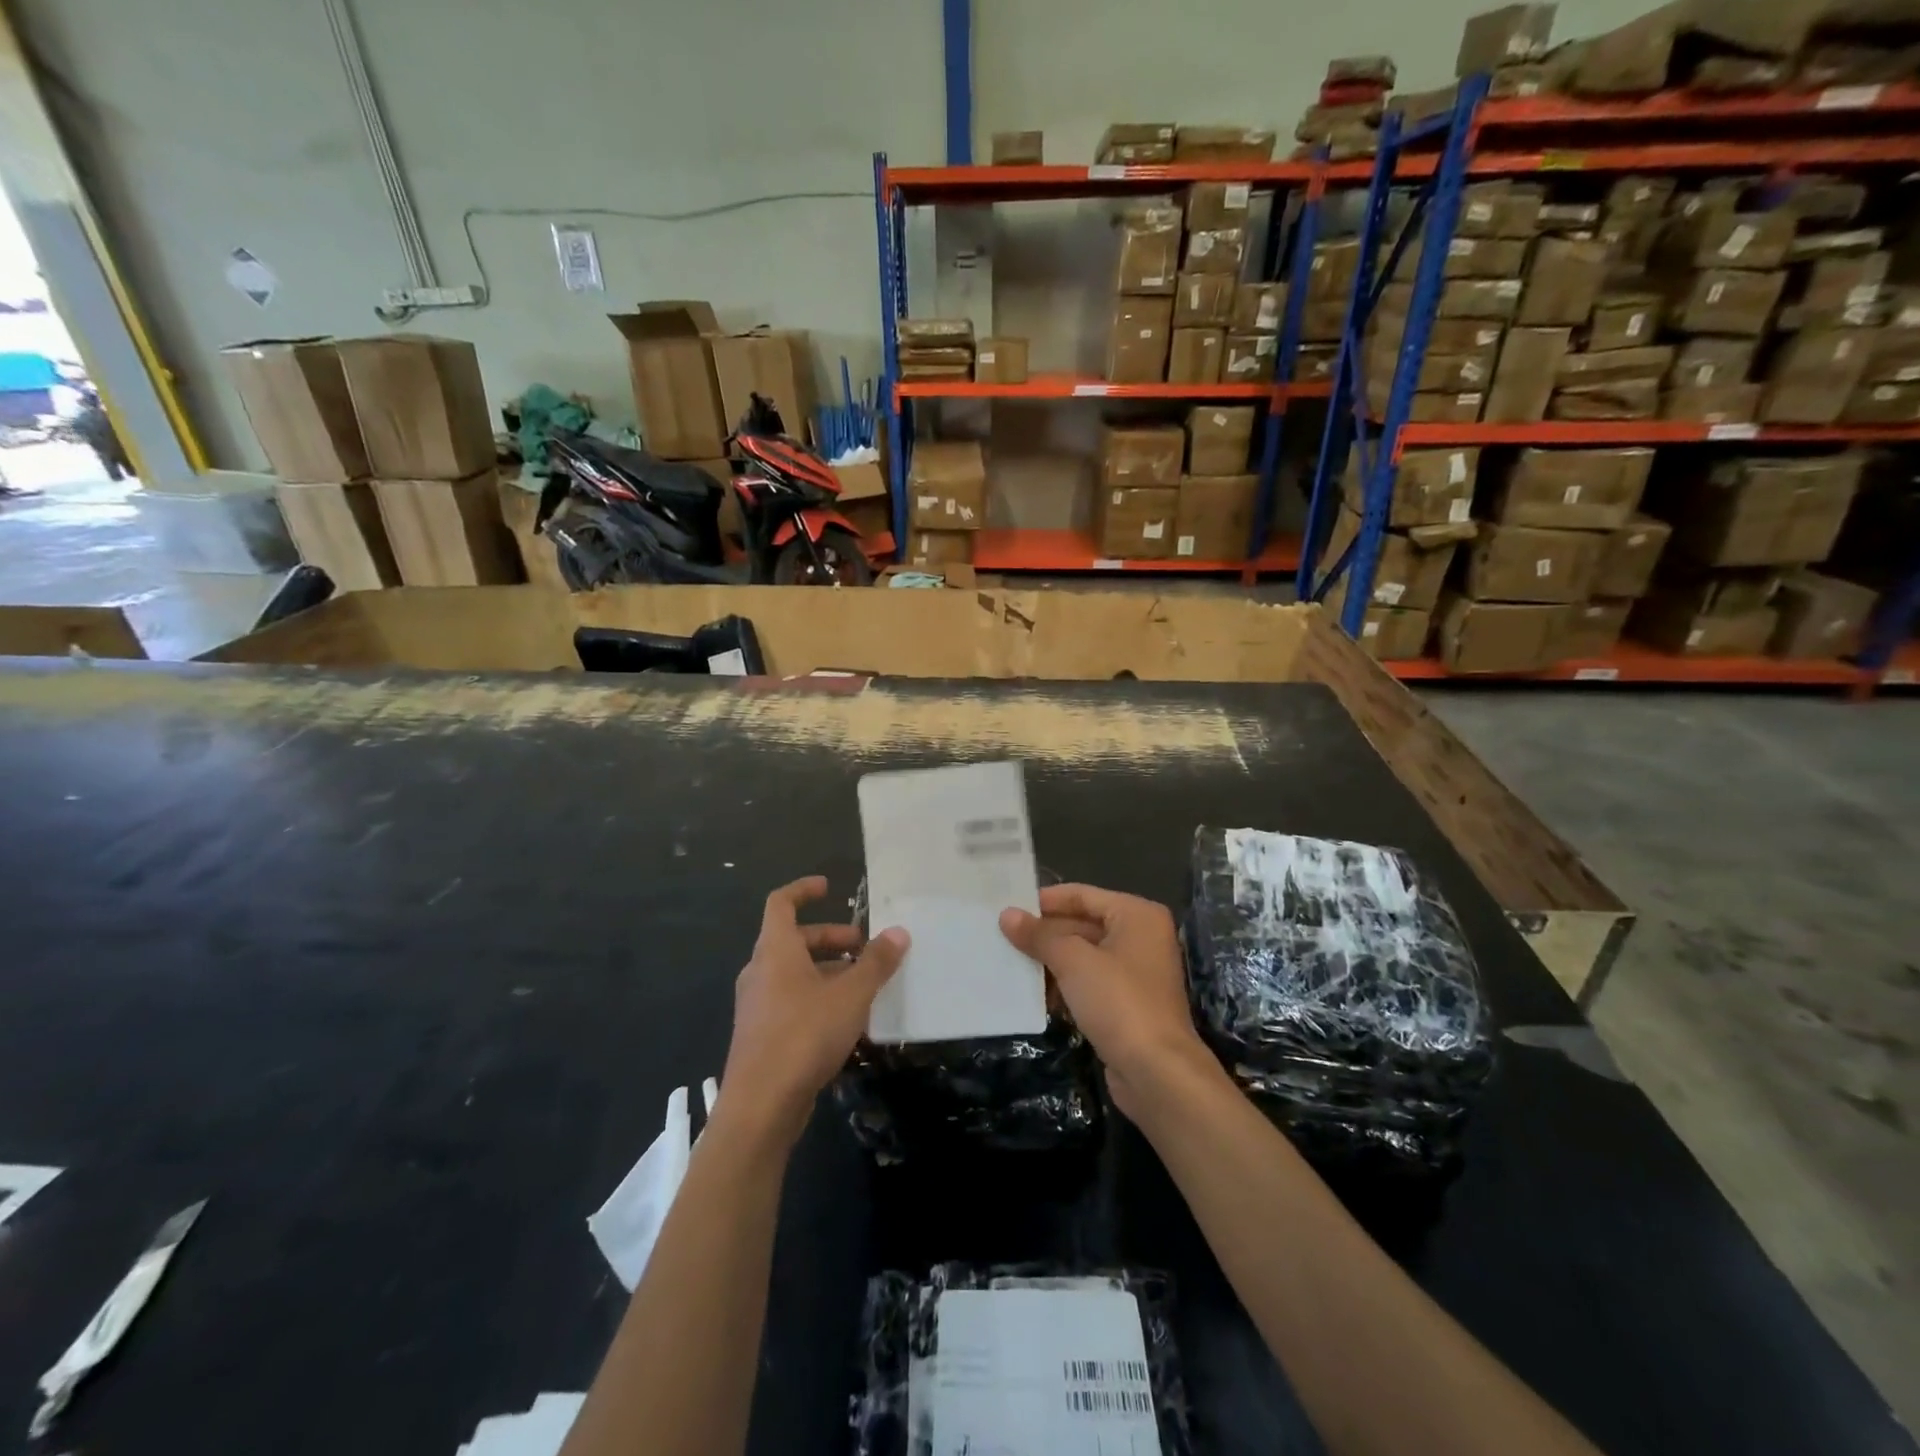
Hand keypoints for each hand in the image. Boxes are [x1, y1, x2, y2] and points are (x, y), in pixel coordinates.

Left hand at [720, 877, 907, 1148]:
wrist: (761, 1106)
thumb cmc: (804, 1035)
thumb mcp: (851, 995)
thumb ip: (876, 962)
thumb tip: (898, 932)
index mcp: (775, 950)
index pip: (781, 903)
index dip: (804, 889)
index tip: (829, 887)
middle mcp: (761, 971)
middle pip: (795, 940)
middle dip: (832, 938)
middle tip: (865, 948)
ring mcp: (758, 1004)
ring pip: (795, 973)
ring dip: (829, 971)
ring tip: (865, 985)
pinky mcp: (762, 1034)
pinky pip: (793, 1000)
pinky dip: (819, 997)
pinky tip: (848, 1020)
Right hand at [999, 884, 1214, 1120]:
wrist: (1156, 1072)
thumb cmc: (1118, 1001)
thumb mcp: (1073, 961)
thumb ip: (1039, 936)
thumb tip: (1006, 915)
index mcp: (1136, 915)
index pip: (1082, 895)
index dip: (1044, 900)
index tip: (1008, 905)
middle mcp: (1141, 937)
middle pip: (1083, 924)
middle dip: (1044, 933)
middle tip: (1001, 935)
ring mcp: (1136, 973)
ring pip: (1084, 956)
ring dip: (1050, 961)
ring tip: (1008, 961)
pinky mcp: (1128, 1004)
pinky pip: (1089, 983)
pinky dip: (1064, 985)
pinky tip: (1033, 993)